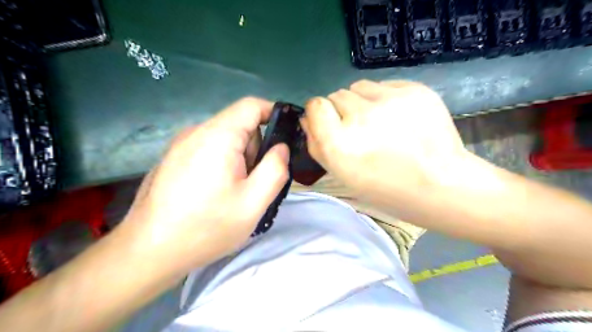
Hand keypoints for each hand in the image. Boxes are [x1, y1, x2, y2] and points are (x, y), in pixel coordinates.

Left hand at [118, 97, 289, 275]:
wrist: (148, 252)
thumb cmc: (206, 227)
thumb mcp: (253, 203)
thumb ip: (276, 169)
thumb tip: (281, 148)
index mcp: (217, 137)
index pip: (252, 105)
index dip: (274, 114)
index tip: (286, 139)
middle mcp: (195, 132)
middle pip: (239, 125)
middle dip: (256, 148)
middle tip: (254, 182)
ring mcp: (180, 145)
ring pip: (225, 139)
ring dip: (239, 159)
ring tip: (233, 192)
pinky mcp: (173, 158)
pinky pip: (208, 150)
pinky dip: (222, 164)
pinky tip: (214, 193)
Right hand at [302, 79, 469, 198]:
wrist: (439, 183)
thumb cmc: (384, 187)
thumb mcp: (342, 174)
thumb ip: (316, 145)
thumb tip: (307, 118)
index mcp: (339, 143)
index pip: (315, 106)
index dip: (320, 114)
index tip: (330, 124)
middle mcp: (361, 116)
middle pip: (336, 95)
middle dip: (342, 111)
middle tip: (361, 131)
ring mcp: (390, 99)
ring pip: (358, 86)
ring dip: (362, 101)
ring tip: (380, 122)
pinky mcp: (414, 89)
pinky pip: (384, 84)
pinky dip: (384, 97)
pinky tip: (399, 118)